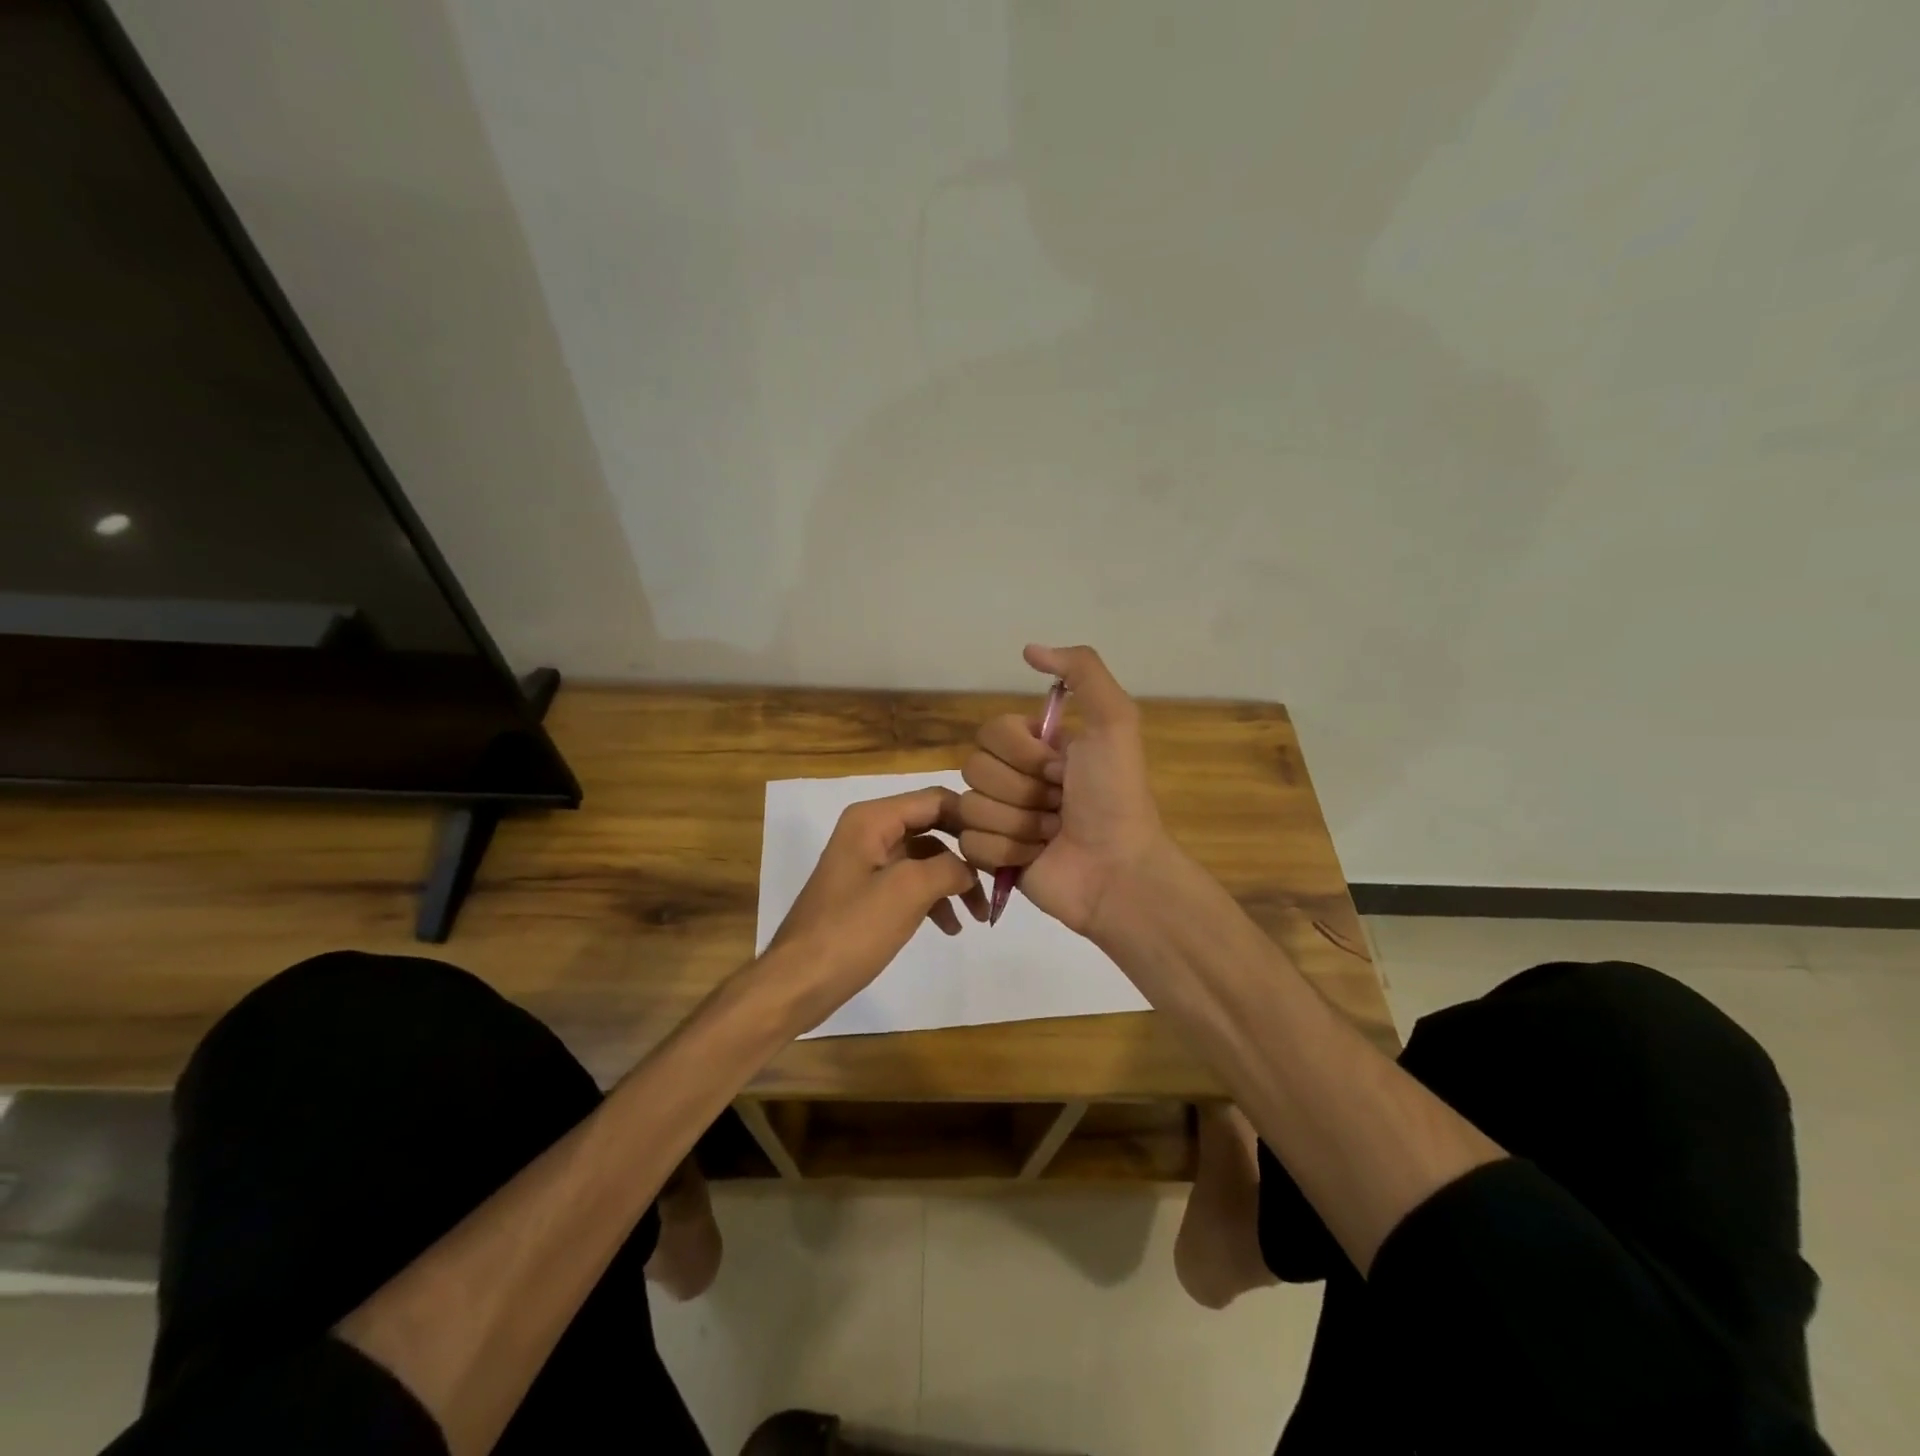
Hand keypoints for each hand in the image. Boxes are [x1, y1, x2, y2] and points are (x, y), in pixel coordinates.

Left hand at [767, 787, 988, 1024]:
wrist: (799, 981)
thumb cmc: (852, 930)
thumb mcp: (908, 891)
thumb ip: (949, 868)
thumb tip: (970, 868)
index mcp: (873, 819)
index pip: (936, 799)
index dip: (972, 818)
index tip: (1004, 844)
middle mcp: (869, 830)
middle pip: (933, 827)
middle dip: (965, 853)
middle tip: (997, 878)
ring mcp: (867, 862)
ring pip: (926, 858)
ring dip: (954, 882)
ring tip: (978, 915)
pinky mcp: (867, 892)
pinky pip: (910, 883)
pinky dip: (933, 899)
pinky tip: (951, 927)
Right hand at [958, 644, 1166, 935]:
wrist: (1117, 870)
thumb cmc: (1115, 797)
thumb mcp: (1115, 722)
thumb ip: (1082, 672)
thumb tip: (1029, 649)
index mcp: (1036, 747)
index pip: (990, 732)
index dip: (1023, 753)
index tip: (1061, 769)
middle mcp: (1014, 778)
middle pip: (974, 769)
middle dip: (1023, 791)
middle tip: (1060, 805)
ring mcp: (1000, 818)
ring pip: (971, 808)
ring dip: (1019, 824)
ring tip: (1052, 834)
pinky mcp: (991, 857)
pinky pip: (970, 844)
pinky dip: (1007, 852)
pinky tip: (1036, 858)